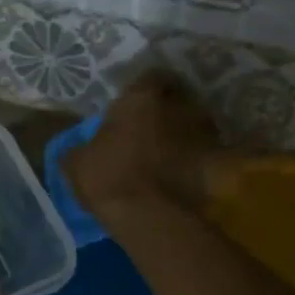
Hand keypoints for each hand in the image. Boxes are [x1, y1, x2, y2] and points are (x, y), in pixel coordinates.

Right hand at [62, 71, 217, 227]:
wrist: (152, 217)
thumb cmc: (110, 178)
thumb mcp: (76, 163)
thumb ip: (80, 148)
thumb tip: (78, 151)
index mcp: (142, 97)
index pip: (150, 77)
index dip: (142, 90)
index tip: (133, 105)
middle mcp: (179, 106)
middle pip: (177, 99)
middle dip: (166, 110)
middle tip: (149, 127)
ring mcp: (204, 134)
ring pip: (193, 126)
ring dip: (182, 135)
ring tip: (166, 153)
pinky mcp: (218, 164)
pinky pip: (204, 155)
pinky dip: (194, 161)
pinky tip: (179, 175)